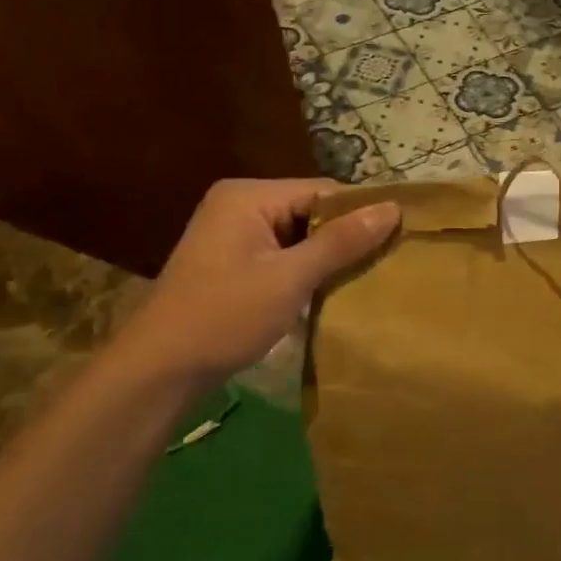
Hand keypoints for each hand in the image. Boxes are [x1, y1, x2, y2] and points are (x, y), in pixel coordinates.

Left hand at [118, 178, 398, 380]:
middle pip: (310, 211)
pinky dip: (306, 271)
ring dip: (328, 257)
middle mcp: (239, 205)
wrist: (160, 369)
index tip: (400, 236)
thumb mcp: (289, 278)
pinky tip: (332, 291)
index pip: (321, 191)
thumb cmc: (225, 316)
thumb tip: (392, 208)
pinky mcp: (233, 262)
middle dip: (345, 236)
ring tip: (369, 276)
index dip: (361, 212)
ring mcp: (233, 234)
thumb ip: (341, 242)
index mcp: (248, 196)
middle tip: (389, 261)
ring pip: (299, 236)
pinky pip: (282, 255)